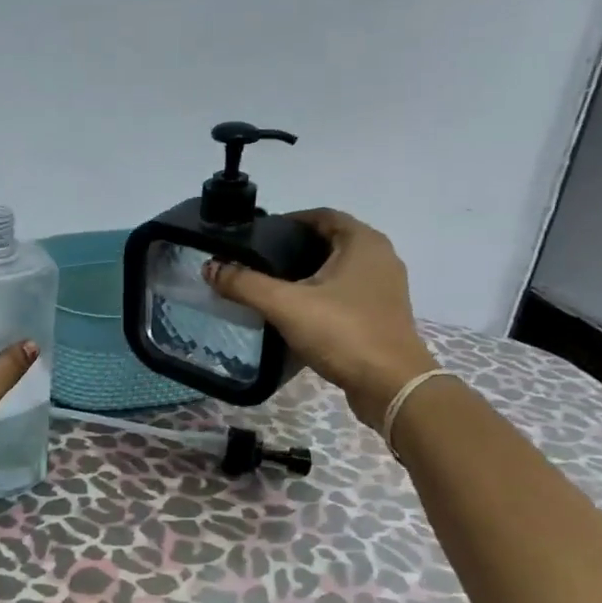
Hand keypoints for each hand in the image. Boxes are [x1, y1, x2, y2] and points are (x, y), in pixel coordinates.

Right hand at [204, 209, 437, 427]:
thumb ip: (245, 283)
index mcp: (363, 242)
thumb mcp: (285, 305)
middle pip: (329, 241)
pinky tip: (296, 312)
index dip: (289, 221)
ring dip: (307, 273)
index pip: (321, 215)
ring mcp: (384, 288)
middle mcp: (380, 258)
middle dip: (294, 248)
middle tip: (259, 262)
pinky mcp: (382, 315)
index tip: (258, 236)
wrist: (391, 387)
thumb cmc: (343, 333)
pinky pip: (346, 293)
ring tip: (271, 287)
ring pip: (338, 269)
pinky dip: (321, 295)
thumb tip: (210, 267)